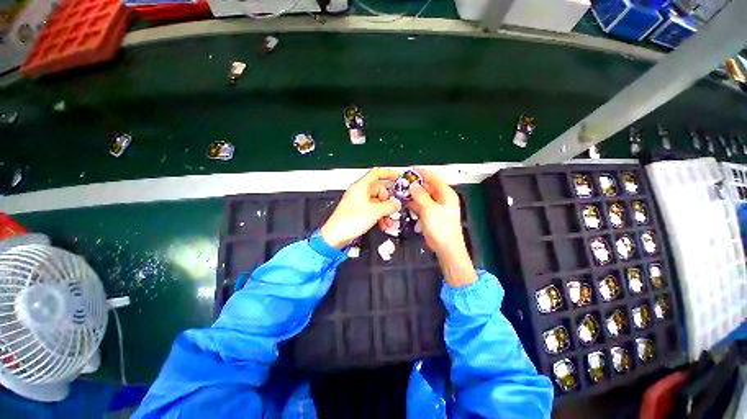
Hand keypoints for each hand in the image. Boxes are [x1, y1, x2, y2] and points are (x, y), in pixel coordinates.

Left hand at [321, 169, 400, 248]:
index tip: (396, 176)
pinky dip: (379, 216)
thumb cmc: (349, 221)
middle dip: (388, 201)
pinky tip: (383, 224)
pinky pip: (372, 210)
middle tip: (393, 208)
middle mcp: (359, 193)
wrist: (336, 235)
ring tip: (388, 221)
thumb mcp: (375, 212)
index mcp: (361, 187)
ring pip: (377, 202)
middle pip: (379, 190)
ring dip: (385, 211)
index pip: (376, 174)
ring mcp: (358, 202)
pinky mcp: (357, 211)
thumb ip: (389, 206)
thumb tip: (396, 203)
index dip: (387, 174)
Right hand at [407, 169, 477, 287]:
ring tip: (401, 190)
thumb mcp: (430, 210)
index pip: (434, 178)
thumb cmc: (442, 229)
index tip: (409, 171)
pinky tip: (404, 201)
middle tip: (402, 182)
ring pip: (423, 195)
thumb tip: (413, 184)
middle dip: (415, 183)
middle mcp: (442, 198)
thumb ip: (421, 195)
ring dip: (413, 193)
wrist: (446, 248)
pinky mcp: (430, 214)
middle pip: (427, 186)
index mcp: (446, 194)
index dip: (421, 173)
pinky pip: (421, 204)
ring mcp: (435, 206)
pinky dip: (413, 202)